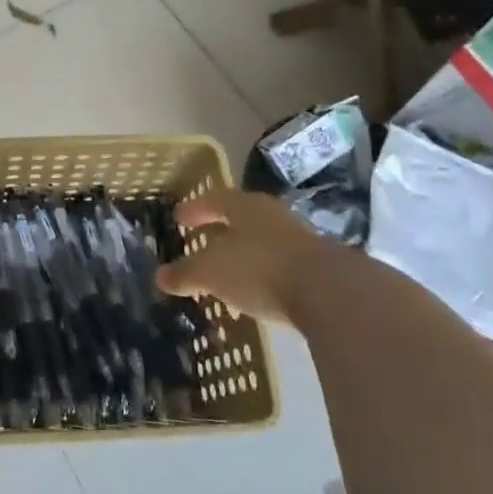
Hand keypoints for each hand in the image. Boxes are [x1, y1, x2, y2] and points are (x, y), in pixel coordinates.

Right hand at [157, 188, 330, 320]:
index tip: (179, 218)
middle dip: (222, 228)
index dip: (195, 209)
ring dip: (246, 252)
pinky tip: (259, 290)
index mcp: (244, 206)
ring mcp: (301, 240)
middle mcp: (272, 216)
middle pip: (242, 217)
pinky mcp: (321, 268)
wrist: (332, 294)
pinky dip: (266, 273)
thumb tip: (160, 277)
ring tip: (230, 269)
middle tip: (203, 239)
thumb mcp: (211, 273)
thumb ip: (185, 273)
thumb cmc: (260, 270)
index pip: (214, 199)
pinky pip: (282, 265)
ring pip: (264, 240)